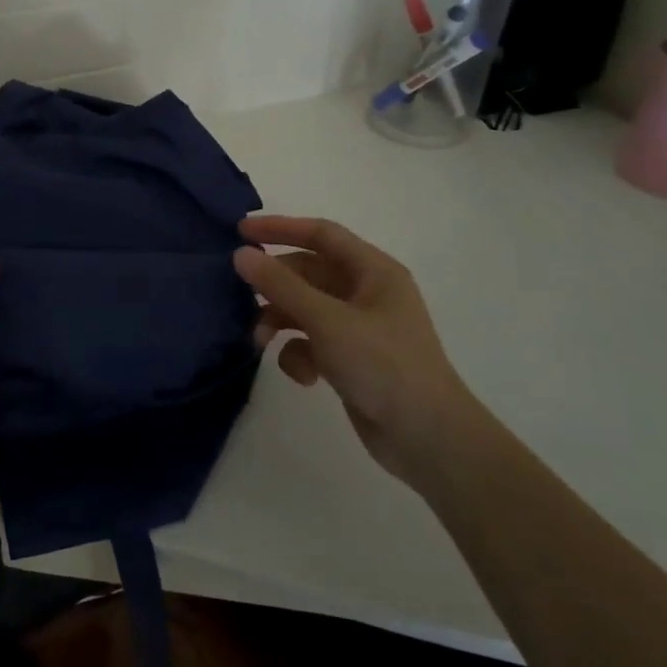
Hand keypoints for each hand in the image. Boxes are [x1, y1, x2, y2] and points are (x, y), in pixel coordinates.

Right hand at [235, 216, 475, 484]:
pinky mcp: (351, 359)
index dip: (280, 228)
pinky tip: (302, 376)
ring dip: (280, 321)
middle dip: (275, 285)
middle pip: (308, 273)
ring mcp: (359, 328)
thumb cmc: (383, 365)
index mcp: (373, 271)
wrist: (427, 438)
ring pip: (305, 309)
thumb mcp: (326, 320)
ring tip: (259, 340)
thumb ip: (281, 286)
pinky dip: (299, 354)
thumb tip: (241, 254)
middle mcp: (366, 293)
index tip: (240, 232)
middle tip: (239, 294)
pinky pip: (312, 343)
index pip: (321, 235)